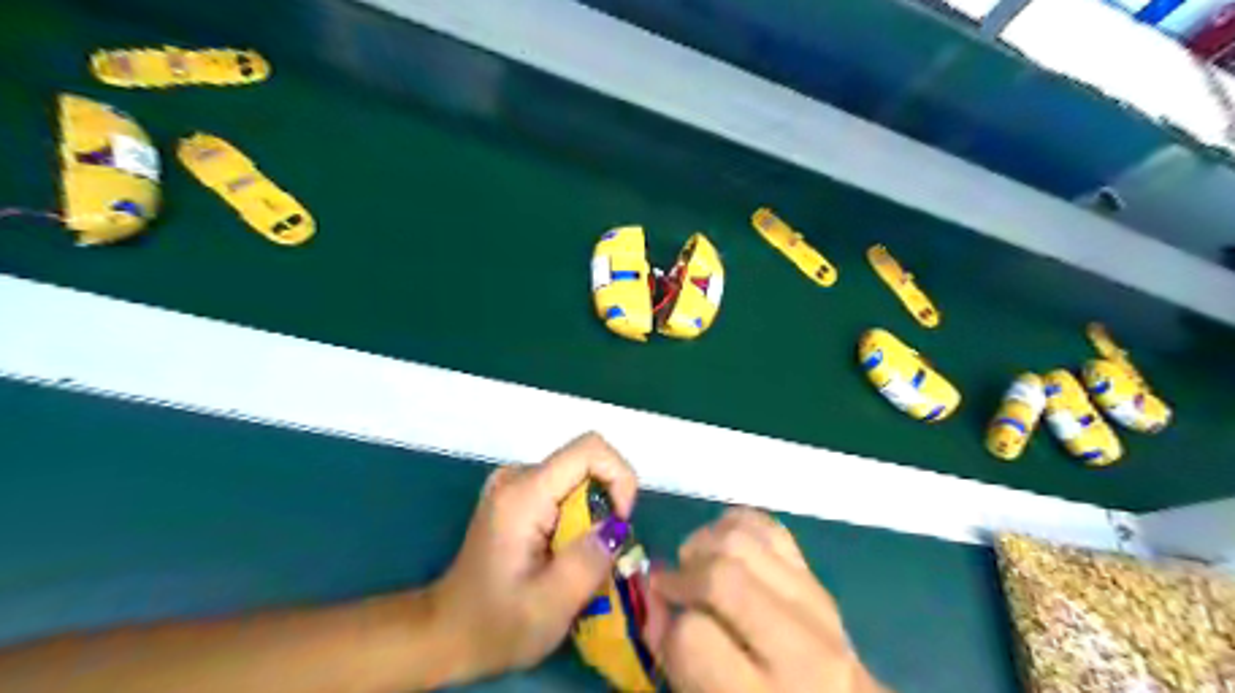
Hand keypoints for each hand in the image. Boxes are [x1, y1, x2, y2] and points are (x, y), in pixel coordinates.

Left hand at [426, 432, 635, 680]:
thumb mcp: (551, 606)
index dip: (619, 478)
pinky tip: (563, 553)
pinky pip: (565, 489)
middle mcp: (517, 476)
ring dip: (594, 514)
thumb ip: (589, 561)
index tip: (620, 524)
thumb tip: (617, 526)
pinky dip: (578, 517)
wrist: (445, 633)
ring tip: (579, 560)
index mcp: (524, 494)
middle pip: (586, 463)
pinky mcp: (515, 495)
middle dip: (607, 505)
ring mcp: (513, 483)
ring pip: (578, 478)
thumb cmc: (495, 626)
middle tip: (600, 555)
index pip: (590, 450)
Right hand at [648, 508, 888, 691]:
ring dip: (704, 545)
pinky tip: (722, 550)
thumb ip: (673, 659)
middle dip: (683, 577)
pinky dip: (734, 527)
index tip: (665, 629)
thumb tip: (653, 598)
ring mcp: (816, 603)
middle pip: (722, 575)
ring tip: (697, 569)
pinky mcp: (819, 577)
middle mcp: (800, 648)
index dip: (667, 629)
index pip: (692, 637)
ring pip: (742, 539)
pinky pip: (769, 527)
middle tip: (671, 589)